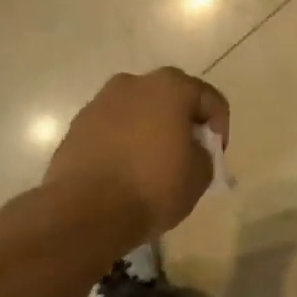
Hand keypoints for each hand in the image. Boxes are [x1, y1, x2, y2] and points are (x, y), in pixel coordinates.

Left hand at [42, 68, 228, 249]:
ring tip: (152, 163)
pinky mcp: (77, 125)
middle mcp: (135, 83)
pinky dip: (123, 141)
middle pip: (172, 98)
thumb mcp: (200, 175)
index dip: (219, 128)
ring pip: (138, 110)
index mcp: (172, 87)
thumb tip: (191, 150)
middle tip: (187, 154)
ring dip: (150, 128)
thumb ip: (204, 153)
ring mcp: (101, 102)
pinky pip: (113, 127)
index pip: (210, 100)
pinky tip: (125, 169)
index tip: (215, 156)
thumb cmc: (153, 187)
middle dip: (183, 122)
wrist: (85, 213)